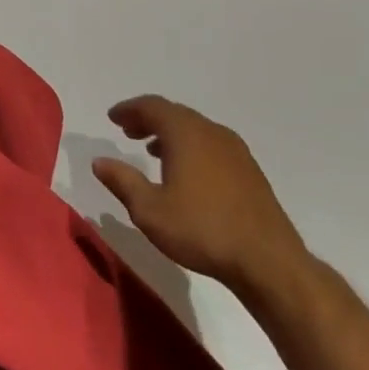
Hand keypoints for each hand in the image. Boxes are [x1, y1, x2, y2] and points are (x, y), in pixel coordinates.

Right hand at [91, 95, 307, 292]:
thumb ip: (122, 181)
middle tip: (128, 130)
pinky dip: (191, 147)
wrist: (269, 262)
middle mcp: (212, 133)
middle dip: (148, 119)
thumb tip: (99, 161)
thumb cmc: (202, 230)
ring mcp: (236, 152)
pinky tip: (186, 172)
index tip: (113, 118)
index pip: (152, 107)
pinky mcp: (250, 172)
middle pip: (175, 114)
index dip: (129, 109)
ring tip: (152, 150)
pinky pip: (212, 145)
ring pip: (196, 129)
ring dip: (170, 134)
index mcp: (186, 134)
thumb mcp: (149, 210)